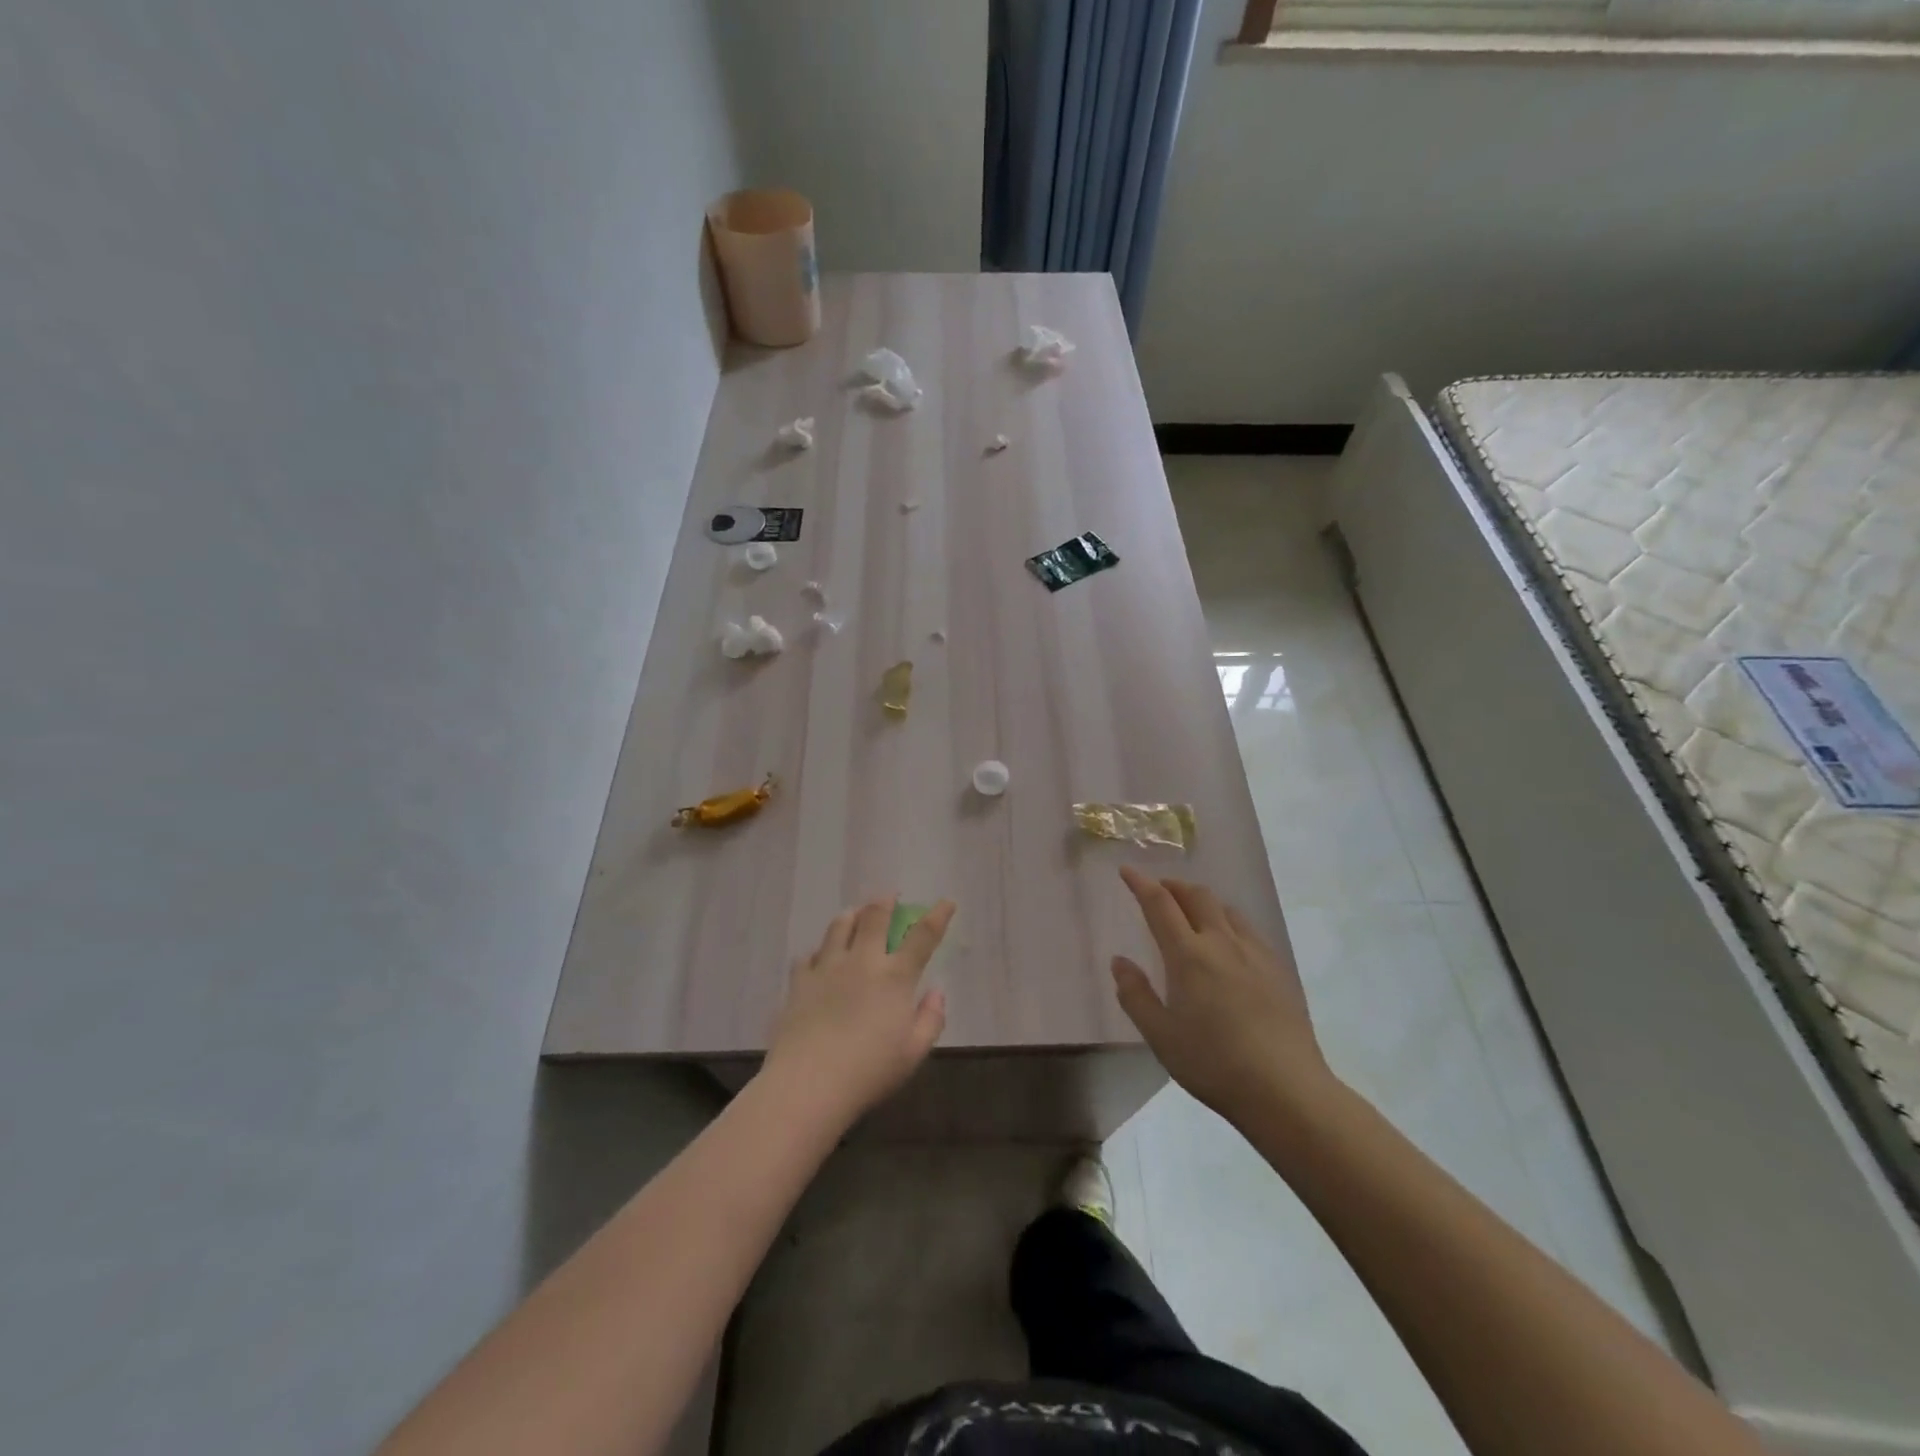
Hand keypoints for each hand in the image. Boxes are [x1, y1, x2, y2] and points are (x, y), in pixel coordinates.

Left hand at [763, 897, 954, 1126]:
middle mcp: (862, 961)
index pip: (922, 936)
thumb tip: (937, 992)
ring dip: (852, 915)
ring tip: (856, 914)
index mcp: (895, 977)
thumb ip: (931, 1019)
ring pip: (840, 926)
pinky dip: (819, 951)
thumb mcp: (913, 1053)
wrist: (808, 1083)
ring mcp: (827, 967)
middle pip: (874, 917)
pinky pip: (809, 954)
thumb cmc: (869, 1071)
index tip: (946, 902)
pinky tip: (820, 957)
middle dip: (886, 901)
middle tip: (890, 896)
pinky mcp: (799, 981)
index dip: (937, 916)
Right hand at [1111, 866, 1332, 1122]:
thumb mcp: (1161, 1036)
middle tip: (1159, 889)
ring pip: (1226, 909)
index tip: (1127, 871)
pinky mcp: (1278, 970)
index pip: (1160, 904)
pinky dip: (1228, 921)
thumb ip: (1136, 995)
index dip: (1141, 883)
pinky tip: (1229, 944)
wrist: (1285, 1089)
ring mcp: (1254, 954)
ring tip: (1192, 912)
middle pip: (1197, 896)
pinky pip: (1248, 930)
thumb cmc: (1213, 1063)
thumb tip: (1119, 961)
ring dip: (1203, 901)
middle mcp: (1221, 943)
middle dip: (1174, 886)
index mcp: (1188, 955)